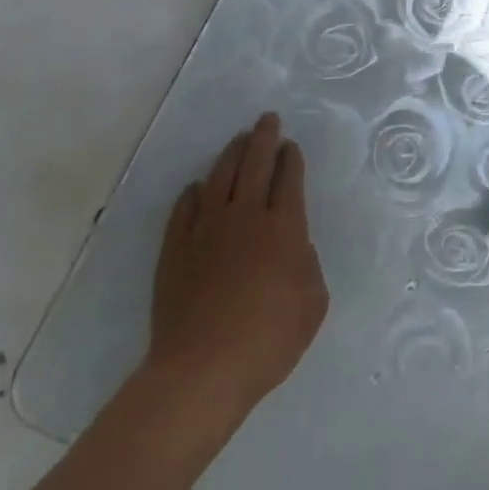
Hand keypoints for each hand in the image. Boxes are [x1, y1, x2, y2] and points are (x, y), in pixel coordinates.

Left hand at [144, 113, 328, 418]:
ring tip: (238, 140)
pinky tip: (197, 188)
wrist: (202, 370)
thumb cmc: (269, 339)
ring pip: (219, 179)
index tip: (291, 146)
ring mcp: (206, 231)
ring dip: (231, 155)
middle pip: (255, 165)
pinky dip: (193, 194)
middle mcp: (245, 218)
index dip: (291, 159)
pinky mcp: (175, 250)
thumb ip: (308, 266)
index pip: (289, 179)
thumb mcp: (313, 303)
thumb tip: (294, 247)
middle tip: (267, 119)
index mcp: (284, 228)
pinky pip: (185, 209)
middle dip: (264, 138)